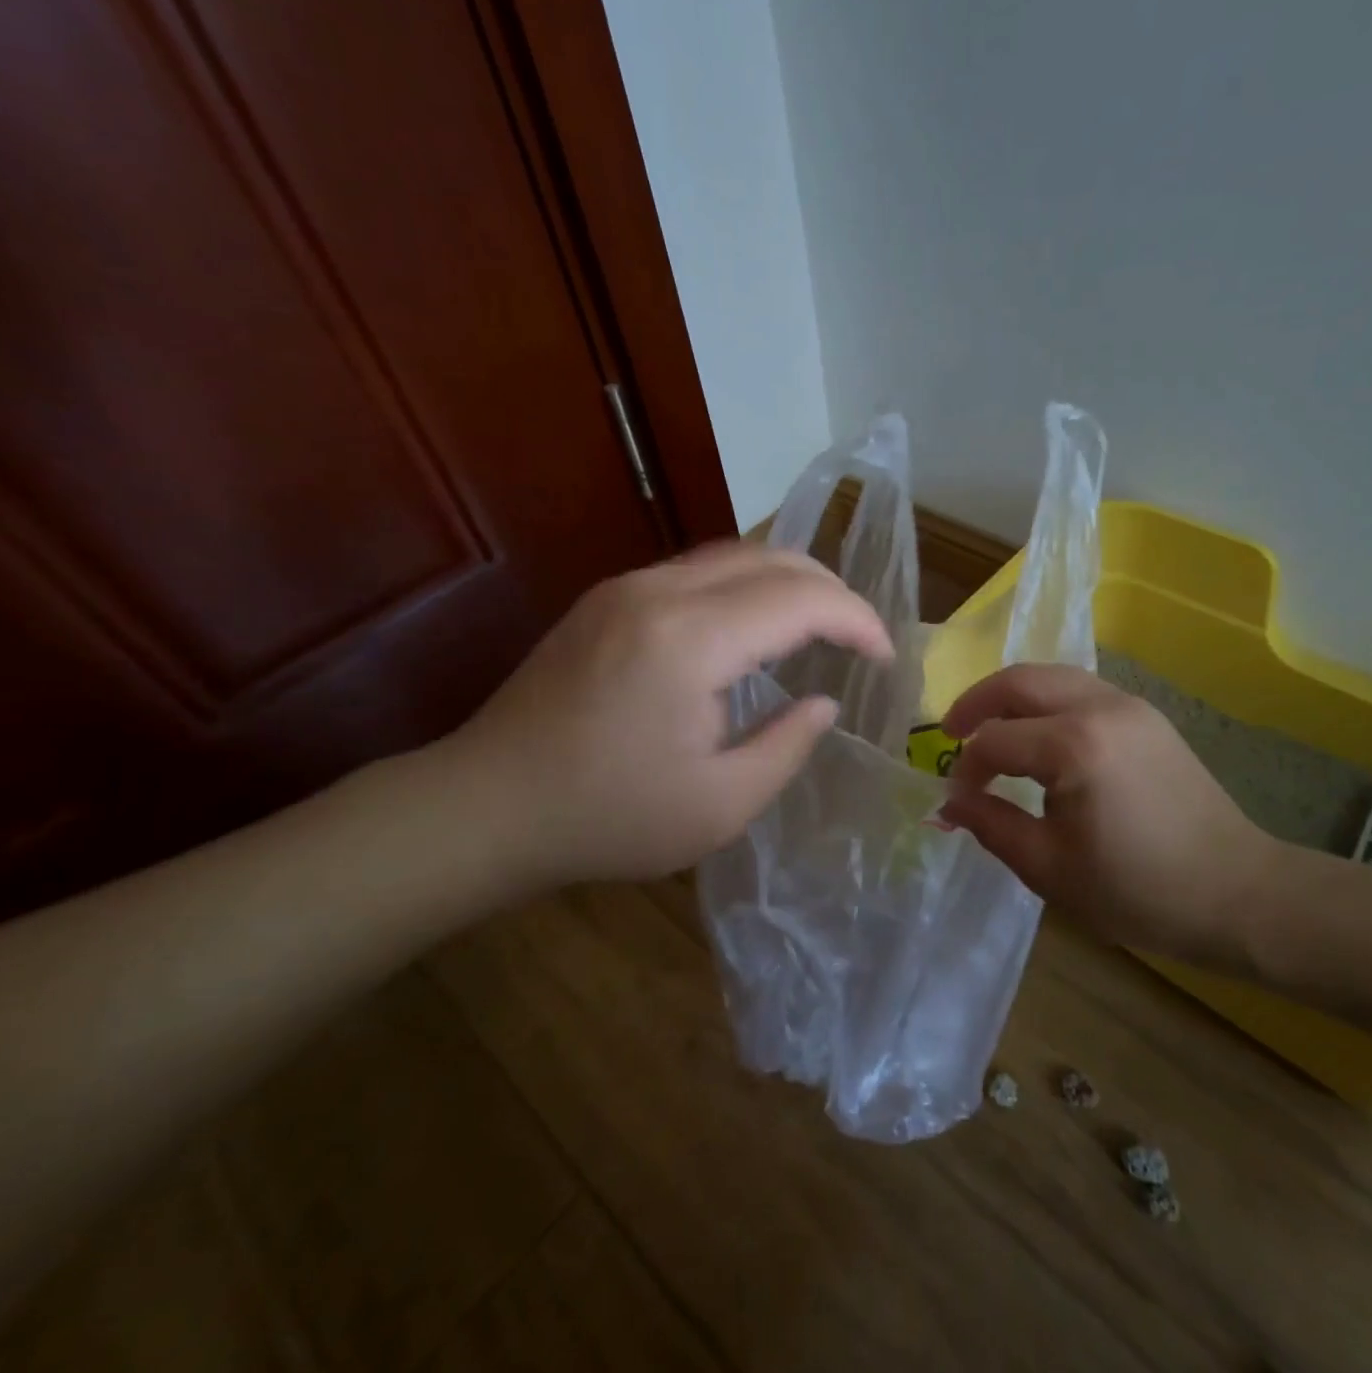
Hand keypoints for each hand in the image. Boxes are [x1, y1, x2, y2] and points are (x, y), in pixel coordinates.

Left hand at [433, 541, 892, 888]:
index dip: (857, 620)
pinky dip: (747, 586)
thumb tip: (823, 702)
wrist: (486, 806)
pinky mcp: (608, 597)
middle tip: (861, 637)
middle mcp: (659, 592)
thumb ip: (787, 746)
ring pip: (734, 554)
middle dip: (832, 590)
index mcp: (690, 641)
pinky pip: (698, 571)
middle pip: (772, 558)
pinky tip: (755, 627)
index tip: (884, 657)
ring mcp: (626, 587)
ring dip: (790, 581)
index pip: (801, 599)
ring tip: (821, 625)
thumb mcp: (719, 806)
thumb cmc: (607, 817)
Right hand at [940, 664, 1282, 961]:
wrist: (1238, 893)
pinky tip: (1039, 735)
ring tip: (989, 729)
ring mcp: (1129, 705)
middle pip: (1020, 680)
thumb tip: (947, 803)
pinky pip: (1081, 690)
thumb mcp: (1050, 868)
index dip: (967, 768)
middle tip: (950, 731)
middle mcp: (1100, 707)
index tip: (958, 801)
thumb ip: (991, 826)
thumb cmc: (1139, 890)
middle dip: (977, 702)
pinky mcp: (1147, 716)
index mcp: (1074, 746)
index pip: (995, 740)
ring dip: (1012, 696)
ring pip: (1052, 676)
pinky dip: (1047, 701)